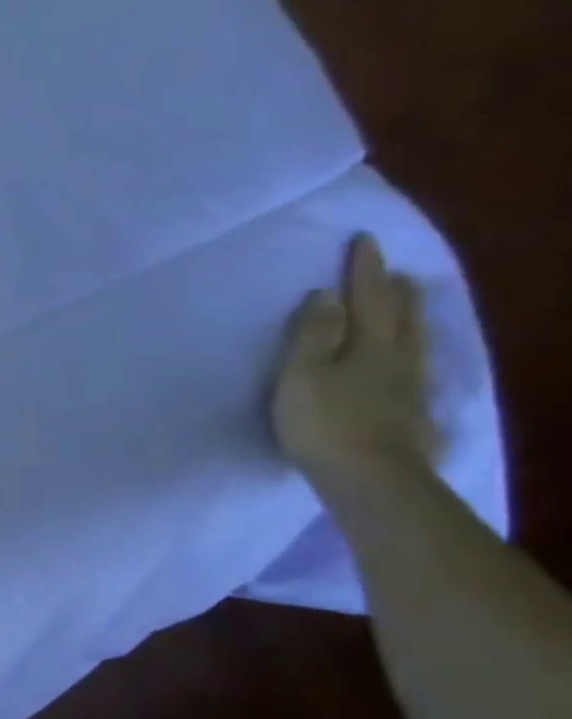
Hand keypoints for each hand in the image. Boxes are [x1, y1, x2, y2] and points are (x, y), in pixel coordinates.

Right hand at [273, 233, 440, 494]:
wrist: (369, 477)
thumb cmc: (324, 422)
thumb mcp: (302, 375)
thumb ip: (312, 335)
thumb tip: (327, 296)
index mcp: (369, 345)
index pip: (368, 298)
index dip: (365, 270)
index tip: (364, 241)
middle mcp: (397, 359)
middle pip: (400, 317)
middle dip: (396, 292)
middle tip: (396, 272)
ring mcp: (410, 388)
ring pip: (414, 342)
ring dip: (411, 319)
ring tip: (409, 305)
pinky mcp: (411, 414)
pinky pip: (417, 369)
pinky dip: (414, 353)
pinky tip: (411, 362)